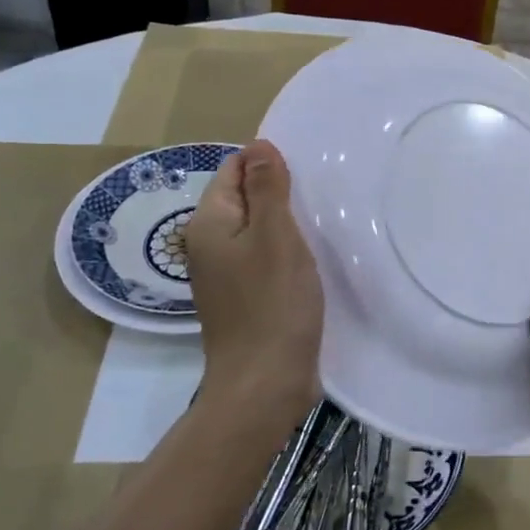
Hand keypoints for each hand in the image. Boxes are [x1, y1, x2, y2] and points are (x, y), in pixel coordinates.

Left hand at [186, 140, 323, 424]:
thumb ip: (267, 188)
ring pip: (257, 231)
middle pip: (244, 200)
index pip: (232, 170)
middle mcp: (209, 246)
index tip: (305, 173)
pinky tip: (311, 259)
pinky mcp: (245, 299)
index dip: (266, 164)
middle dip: (279, 194)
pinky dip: (286, 253)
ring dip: (286, 225)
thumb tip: (258, 144)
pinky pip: (264, 259)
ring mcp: (226, 276)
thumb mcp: (275, 236)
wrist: (265, 384)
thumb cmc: (272, 304)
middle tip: (320, 197)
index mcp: (208, 225)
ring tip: (321, 224)